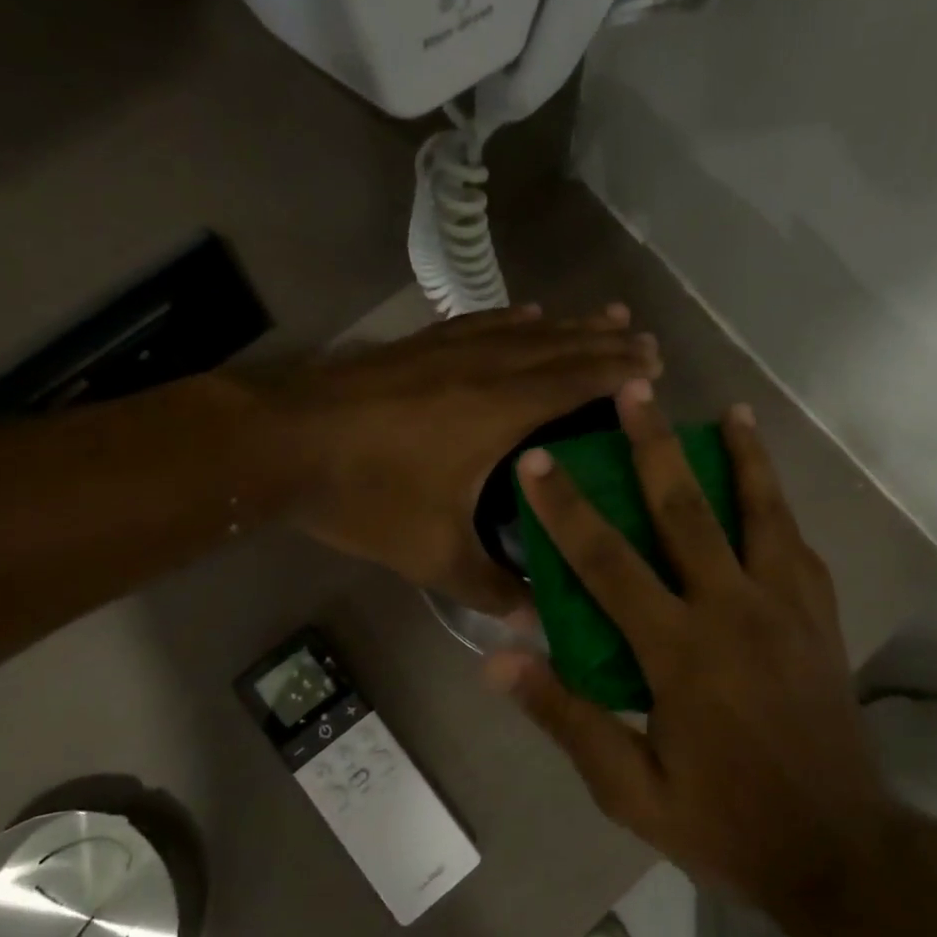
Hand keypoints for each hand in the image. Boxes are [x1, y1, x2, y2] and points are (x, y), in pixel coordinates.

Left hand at [273, 305, 661, 613]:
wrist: (281, 445)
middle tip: (645, 337)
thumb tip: (532, 623)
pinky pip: (482, 324)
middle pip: (559, 347)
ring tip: (606, 314)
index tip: (655, 365)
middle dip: (606, 341)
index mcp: (499, 411)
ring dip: (570, 323)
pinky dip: (514, 318)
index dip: (619, 372)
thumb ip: (487, 587)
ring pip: (525, 330)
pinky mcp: (418, 346)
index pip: (575, 382)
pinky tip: (527, 314)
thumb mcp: (431, 555)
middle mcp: (484, 368)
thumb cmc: (364, 496)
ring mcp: (448, 350)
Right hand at [487, 381, 890, 913]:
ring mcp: (787, 607)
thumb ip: (566, 717)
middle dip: (654, 444)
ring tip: (731, 412)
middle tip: (635, 389)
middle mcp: (734, 610)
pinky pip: (796, 545)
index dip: (566, 507)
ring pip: (762, 510)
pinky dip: (779, 506)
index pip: (607, 562)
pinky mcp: (821, 618)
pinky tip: (769, 490)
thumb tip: (498, 661)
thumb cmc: (724, 821)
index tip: (538, 461)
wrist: (837, 848)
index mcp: (680, 650)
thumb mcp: (628, 788)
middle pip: (686, 509)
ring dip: (742, 456)